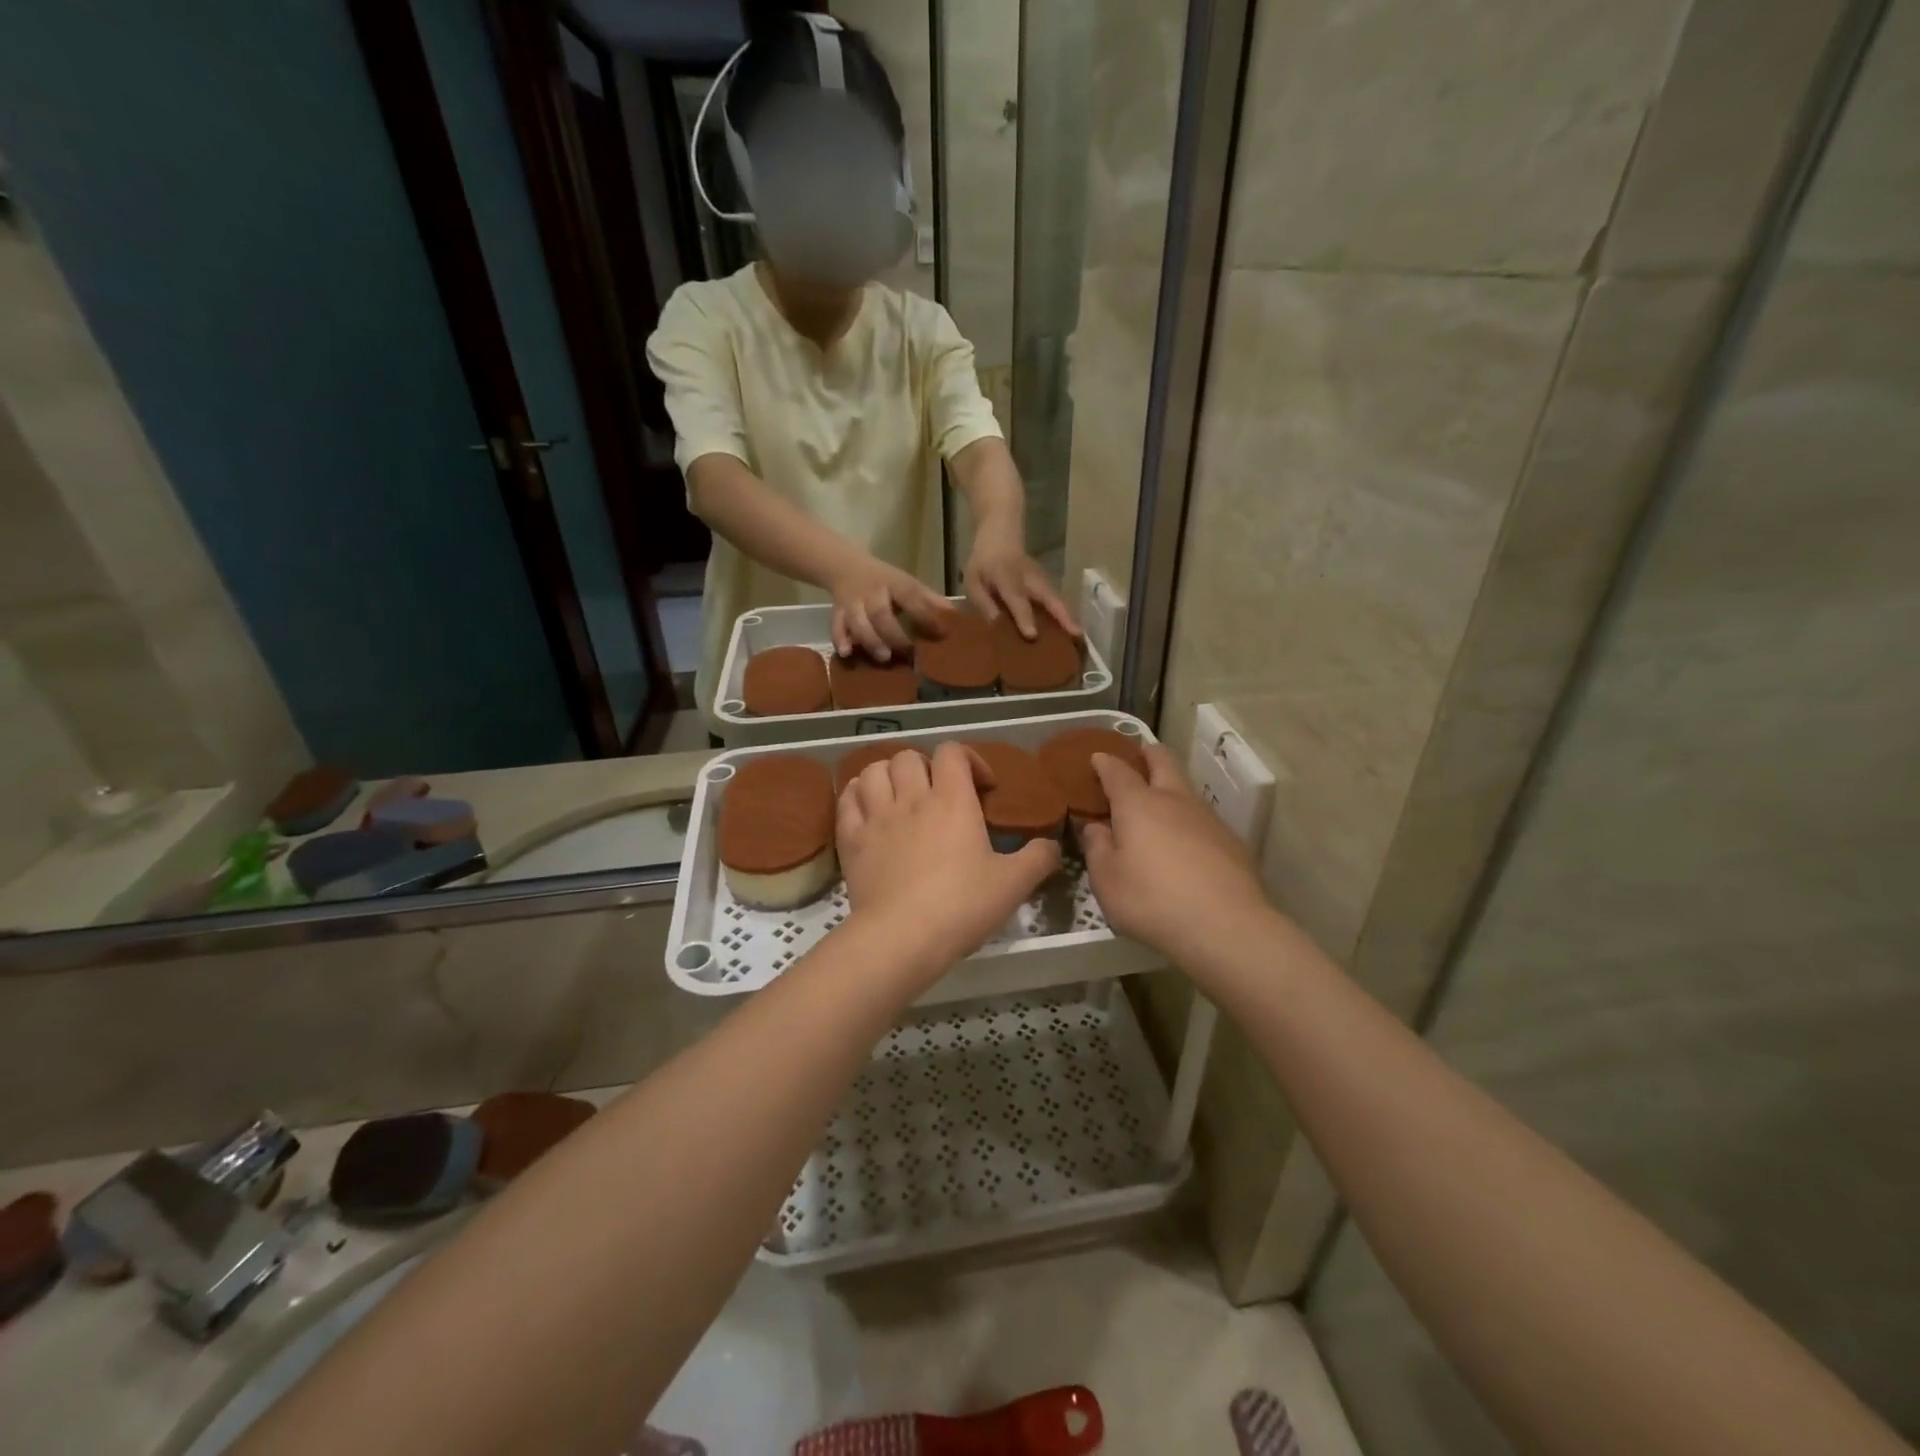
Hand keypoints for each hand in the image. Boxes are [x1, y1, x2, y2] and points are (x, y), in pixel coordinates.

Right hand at [827, 555, 949, 662]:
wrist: (844, 567)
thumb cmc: (883, 581)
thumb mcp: (906, 583)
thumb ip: (927, 599)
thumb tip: (955, 614)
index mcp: (893, 583)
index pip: (911, 596)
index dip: (926, 614)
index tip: (941, 632)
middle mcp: (872, 593)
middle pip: (880, 612)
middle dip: (893, 633)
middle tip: (907, 651)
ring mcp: (853, 603)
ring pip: (857, 621)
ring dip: (870, 640)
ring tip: (884, 657)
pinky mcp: (837, 612)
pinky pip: (836, 625)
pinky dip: (840, 639)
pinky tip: (846, 653)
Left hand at [837, 743, 1060, 975]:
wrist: (902, 937)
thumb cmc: (962, 905)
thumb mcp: (1013, 884)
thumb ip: (1038, 858)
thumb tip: (1052, 846)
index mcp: (952, 800)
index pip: (953, 752)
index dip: (969, 759)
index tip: (982, 787)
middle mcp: (911, 798)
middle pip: (909, 757)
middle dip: (926, 767)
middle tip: (938, 794)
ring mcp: (876, 816)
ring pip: (873, 770)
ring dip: (888, 775)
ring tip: (900, 796)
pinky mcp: (851, 839)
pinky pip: (847, 798)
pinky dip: (857, 795)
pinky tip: (868, 809)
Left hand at [962, 527, 1078, 641]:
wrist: (1001, 535)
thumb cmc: (983, 563)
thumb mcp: (973, 581)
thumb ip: (983, 603)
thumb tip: (996, 625)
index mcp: (1006, 577)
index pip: (1017, 599)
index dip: (1024, 617)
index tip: (1033, 636)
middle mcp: (1028, 578)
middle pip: (1049, 596)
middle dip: (1063, 615)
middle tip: (1077, 635)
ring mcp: (1041, 578)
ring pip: (1057, 598)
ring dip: (1069, 615)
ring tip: (1079, 635)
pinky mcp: (1047, 581)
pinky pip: (1057, 599)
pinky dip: (1065, 613)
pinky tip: (1072, 629)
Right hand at [1080, 743, 1271, 964]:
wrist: (1225, 927)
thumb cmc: (1152, 900)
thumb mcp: (1107, 880)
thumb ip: (1098, 848)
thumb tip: (1096, 827)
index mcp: (1138, 804)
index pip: (1118, 771)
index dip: (1106, 762)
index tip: (1097, 758)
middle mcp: (1174, 801)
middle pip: (1163, 762)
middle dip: (1148, 754)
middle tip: (1139, 754)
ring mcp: (1208, 819)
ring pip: (1186, 789)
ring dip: (1171, 787)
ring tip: (1159, 804)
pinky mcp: (1231, 842)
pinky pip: (1203, 820)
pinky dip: (1188, 820)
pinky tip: (1185, 843)